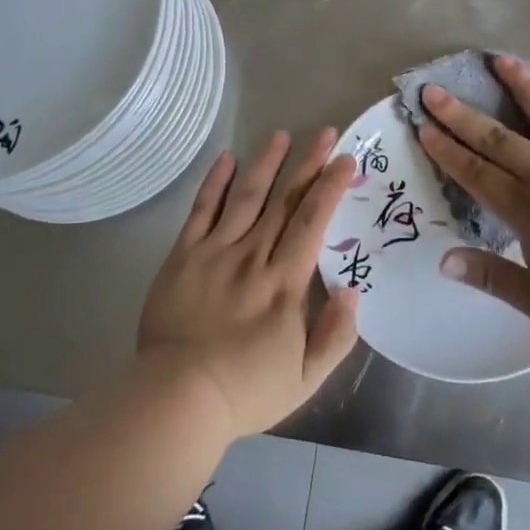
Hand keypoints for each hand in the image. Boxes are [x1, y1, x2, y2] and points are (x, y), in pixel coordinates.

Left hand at [137, 129, 359, 436]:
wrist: (177, 397)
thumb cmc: (246, 390)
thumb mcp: (306, 378)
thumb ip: (335, 334)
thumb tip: (352, 290)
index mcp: (285, 283)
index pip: (312, 222)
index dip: (330, 187)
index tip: (345, 159)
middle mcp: (253, 257)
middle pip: (284, 201)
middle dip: (307, 164)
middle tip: (323, 132)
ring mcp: (215, 252)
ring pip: (246, 197)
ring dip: (266, 164)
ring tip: (281, 135)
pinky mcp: (184, 256)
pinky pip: (201, 210)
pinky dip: (215, 182)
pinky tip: (226, 158)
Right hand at [416, 55, 529, 340]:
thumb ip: (492, 278)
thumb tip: (444, 262)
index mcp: (527, 209)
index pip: (476, 173)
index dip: (447, 150)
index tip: (424, 126)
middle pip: (499, 138)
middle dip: (462, 113)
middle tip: (435, 89)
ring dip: (521, 86)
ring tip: (501, 60)